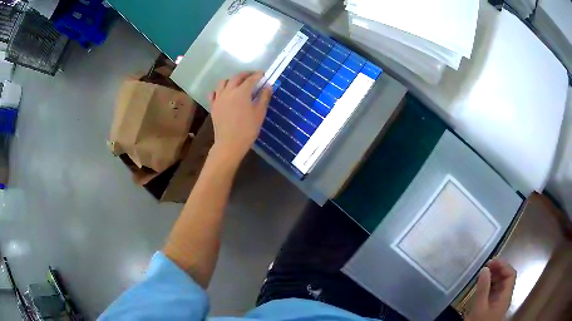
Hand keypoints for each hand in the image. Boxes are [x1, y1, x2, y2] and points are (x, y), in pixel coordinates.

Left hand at [208, 71, 271, 164]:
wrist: (229, 143)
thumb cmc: (248, 129)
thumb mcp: (260, 113)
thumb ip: (264, 97)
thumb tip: (268, 86)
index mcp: (242, 92)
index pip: (251, 79)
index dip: (258, 75)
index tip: (262, 74)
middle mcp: (229, 91)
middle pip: (236, 77)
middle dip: (245, 74)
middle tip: (252, 76)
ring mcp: (219, 98)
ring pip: (223, 82)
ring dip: (231, 80)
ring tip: (237, 83)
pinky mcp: (213, 106)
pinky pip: (214, 93)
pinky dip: (219, 90)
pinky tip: (223, 93)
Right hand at [465, 259, 516, 320]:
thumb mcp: (479, 308)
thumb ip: (483, 289)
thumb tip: (485, 269)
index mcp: (505, 295)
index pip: (510, 274)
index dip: (503, 265)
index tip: (491, 262)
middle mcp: (505, 296)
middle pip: (506, 278)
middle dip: (498, 269)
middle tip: (486, 267)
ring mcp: (499, 302)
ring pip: (500, 284)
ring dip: (493, 277)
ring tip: (483, 275)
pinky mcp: (493, 307)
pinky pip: (494, 291)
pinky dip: (489, 286)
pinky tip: (482, 287)